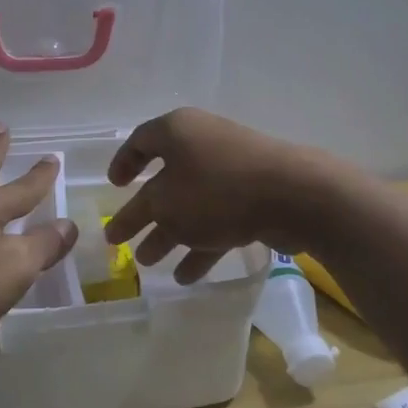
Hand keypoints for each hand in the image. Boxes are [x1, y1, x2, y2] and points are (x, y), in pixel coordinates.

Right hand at [102, 109, 337, 282]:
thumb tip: (129, 218)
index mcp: (178, 131)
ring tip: (149, 264)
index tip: (113, 188)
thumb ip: (141, 213)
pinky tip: (186, 276)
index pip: (141, 141)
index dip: (123, 164)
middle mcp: (204, 144)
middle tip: (122, 239)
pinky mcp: (254, 196)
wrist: (293, 195)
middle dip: (144, 212)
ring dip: (169, 234)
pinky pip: (218, 220)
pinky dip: (201, 245)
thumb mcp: (165, 204)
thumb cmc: (217, 190)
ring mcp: (232, 170)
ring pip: (191, 204)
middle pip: (165, 179)